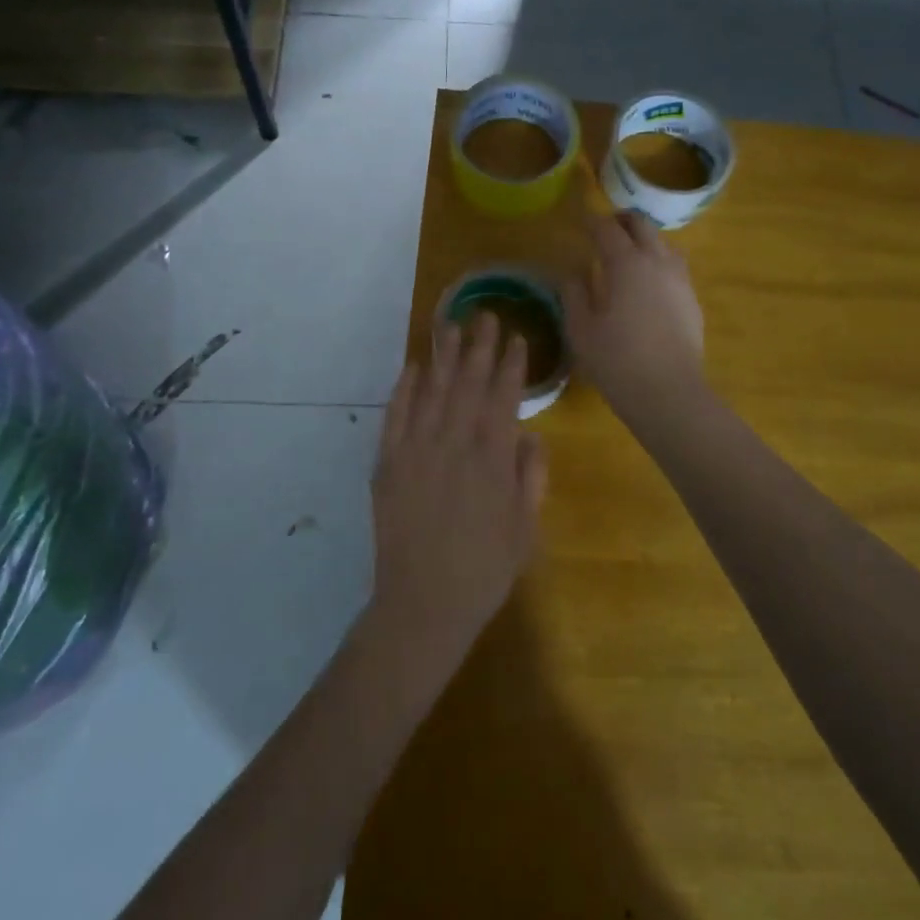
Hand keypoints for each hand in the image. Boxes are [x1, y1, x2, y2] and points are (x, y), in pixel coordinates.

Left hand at [369, 313, 547, 675]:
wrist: (423, 604)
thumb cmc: (484, 571)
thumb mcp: (525, 529)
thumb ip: (531, 477)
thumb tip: (529, 435)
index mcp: (492, 460)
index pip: (503, 398)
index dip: (511, 366)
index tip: (517, 337)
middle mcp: (454, 445)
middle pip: (468, 384)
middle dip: (479, 347)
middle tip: (486, 315)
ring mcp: (416, 452)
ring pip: (433, 392)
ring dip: (444, 356)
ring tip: (451, 325)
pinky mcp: (388, 464)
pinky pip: (396, 416)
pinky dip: (405, 389)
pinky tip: (414, 368)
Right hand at [564, 213, 704, 418]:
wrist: (668, 393)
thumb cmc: (616, 361)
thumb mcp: (581, 329)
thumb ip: (574, 294)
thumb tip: (573, 273)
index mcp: (627, 264)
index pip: (607, 229)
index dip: (591, 221)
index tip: (580, 221)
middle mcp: (658, 262)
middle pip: (642, 225)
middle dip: (621, 220)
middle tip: (604, 228)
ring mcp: (680, 280)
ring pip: (664, 243)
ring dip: (644, 239)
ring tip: (628, 253)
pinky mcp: (692, 300)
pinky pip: (675, 267)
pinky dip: (659, 262)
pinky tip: (648, 283)